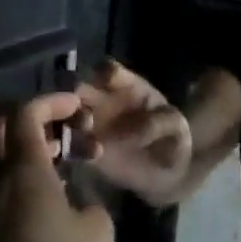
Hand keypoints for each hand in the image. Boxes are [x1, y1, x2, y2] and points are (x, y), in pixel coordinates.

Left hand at [0, 93, 115, 241]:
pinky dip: (18, 167)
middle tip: (64, 127)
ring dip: (23, 141)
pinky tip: (50, 189)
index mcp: (23, 171)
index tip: (79, 108)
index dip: (51, 100)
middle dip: (28, 113)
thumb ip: (86, 195)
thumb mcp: (97, 228)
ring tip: (64, 158)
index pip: (24, 113)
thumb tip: (72, 193)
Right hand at [73, 60, 191, 200]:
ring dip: (67, 122)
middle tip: (84, 115)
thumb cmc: (171, 137)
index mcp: (126, 86)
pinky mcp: (84, 149)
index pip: (109, 71)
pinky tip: (83, 156)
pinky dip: (69, 147)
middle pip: (78, 88)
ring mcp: (90, 124)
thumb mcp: (174, 126)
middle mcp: (102, 100)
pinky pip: (68, 144)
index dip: (104, 73)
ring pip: (66, 115)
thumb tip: (132, 133)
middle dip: (74, 96)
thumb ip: (158, 123)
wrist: (167, 170)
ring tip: (82, 138)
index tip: (103, 82)